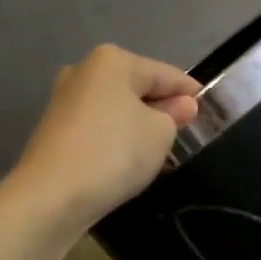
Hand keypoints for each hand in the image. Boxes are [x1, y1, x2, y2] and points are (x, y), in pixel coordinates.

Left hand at [11, 45, 200, 228]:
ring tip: (159, 148)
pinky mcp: (54, 130)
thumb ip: (175, 115)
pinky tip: (127, 159)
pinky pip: (98, 127)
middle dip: (161, 106)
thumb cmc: (114, 153)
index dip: (190, 92)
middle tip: (186, 130)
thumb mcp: (160, 133)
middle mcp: (84, 71)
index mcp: (113, 62)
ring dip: (138, 123)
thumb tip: (182, 105)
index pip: (166, 73)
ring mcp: (64, 101)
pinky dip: (116, 138)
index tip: (210, 108)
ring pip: (116, 107)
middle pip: (137, 87)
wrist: (50, 197)